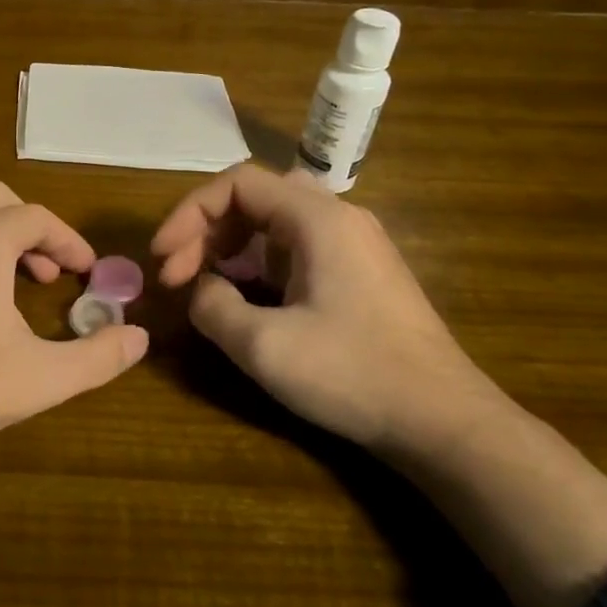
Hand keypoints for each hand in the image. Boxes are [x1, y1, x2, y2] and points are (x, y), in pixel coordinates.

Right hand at [150, 164, 506, 457]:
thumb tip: (201, 290)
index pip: (236, 184)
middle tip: (178, 276)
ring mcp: (354, 246)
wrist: (444, 423)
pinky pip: (295, 249)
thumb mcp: (263, 345)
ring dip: (229, 248)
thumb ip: (212, 306)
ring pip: (274, 224)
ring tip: (205, 289)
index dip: (188, 214)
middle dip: (206, 231)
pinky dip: (258, 265)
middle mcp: (338, 219)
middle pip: (254, 198)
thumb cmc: (353, 374)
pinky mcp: (360, 275)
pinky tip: (247, 303)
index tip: (162, 258)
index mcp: (318, 219)